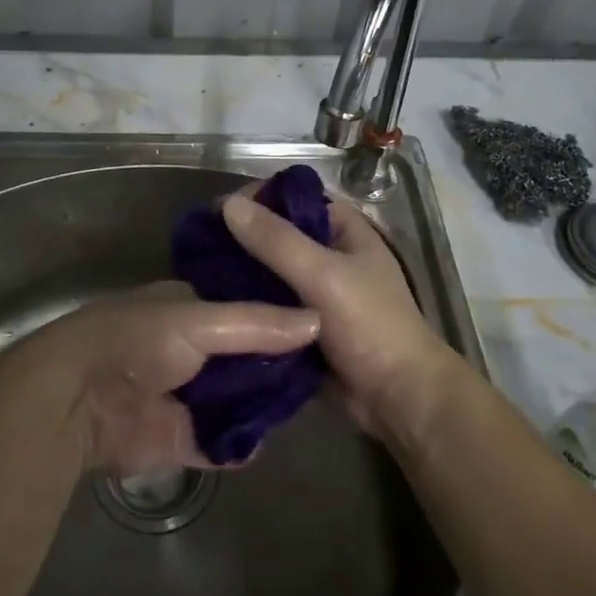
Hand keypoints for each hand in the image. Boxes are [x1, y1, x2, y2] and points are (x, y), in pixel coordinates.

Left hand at [17, 284, 317, 477]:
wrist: (78, 400)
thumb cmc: (138, 340)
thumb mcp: (202, 321)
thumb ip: (258, 324)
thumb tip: (318, 320)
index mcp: (189, 309)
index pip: (244, 308)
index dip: (278, 316)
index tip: (323, 322)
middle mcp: (190, 349)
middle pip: (244, 358)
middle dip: (276, 366)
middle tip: (325, 372)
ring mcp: (185, 396)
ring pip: (236, 401)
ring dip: (262, 406)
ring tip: (310, 405)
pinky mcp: (179, 438)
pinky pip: (220, 443)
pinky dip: (240, 444)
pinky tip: (267, 440)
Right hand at [220, 192, 459, 437]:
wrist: (398, 398)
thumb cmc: (370, 325)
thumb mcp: (323, 275)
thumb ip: (277, 240)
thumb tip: (228, 204)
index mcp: (342, 227)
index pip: (291, 197)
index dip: (255, 199)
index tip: (216, 213)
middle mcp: (328, 251)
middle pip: (276, 233)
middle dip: (240, 238)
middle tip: (199, 248)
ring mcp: (315, 289)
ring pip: (268, 270)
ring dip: (240, 272)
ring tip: (197, 275)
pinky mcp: (302, 322)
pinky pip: (268, 302)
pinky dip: (247, 302)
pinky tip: (215, 304)